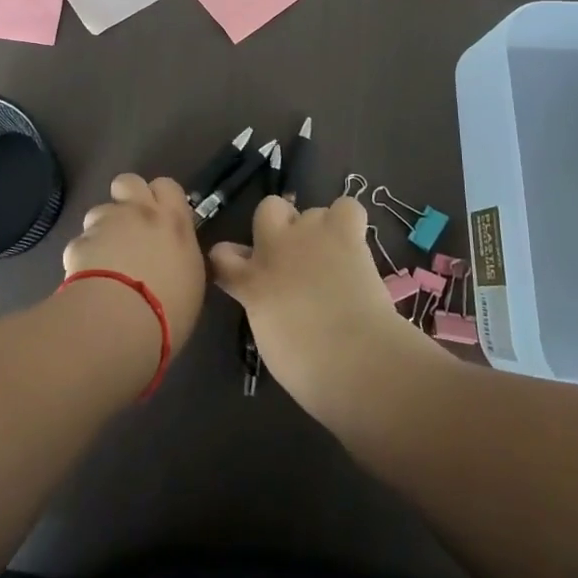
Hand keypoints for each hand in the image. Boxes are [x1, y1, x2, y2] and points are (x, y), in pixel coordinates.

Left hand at [64, 174, 207, 354]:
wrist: (122, 318)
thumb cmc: (171, 306)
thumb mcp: (191, 278)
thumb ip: (180, 255)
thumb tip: (173, 257)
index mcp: (172, 220)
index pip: (167, 186)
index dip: (160, 197)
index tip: (160, 216)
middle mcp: (139, 212)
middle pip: (128, 181)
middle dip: (126, 196)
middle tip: (130, 225)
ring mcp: (105, 225)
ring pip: (99, 211)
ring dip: (102, 229)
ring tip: (105, 259)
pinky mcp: (79, 243)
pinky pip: (81, 243)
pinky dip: (84, 257)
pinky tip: (88, 281)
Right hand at [209, 195, 440, 424]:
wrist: (353, 359)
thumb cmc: (310, 370)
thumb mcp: (270, 340)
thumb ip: (264, 309)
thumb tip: (273, 301)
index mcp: (251, 284)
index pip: (222, 256)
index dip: (232, 260)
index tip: (241, 272)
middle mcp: (273, 249)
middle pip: (267, 209)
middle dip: (278, 225)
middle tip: (295, 255)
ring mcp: (307, 235)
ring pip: (311, 210)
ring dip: (319, 229)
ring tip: (334, 256)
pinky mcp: (343, 232)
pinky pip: (345, 207)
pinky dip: (349, 221)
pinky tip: (354, 242)